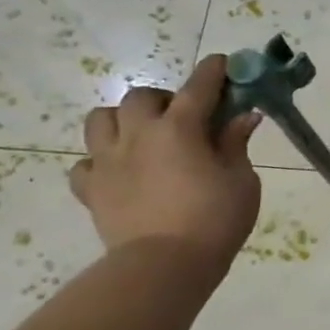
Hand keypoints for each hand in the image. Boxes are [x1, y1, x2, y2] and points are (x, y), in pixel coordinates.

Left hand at [68, 55, 261, 270]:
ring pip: (101, 120)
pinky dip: (101, 162)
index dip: (213, 72)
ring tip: (143, 137)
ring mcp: (108, 162)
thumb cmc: (215, 219)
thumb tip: (243, 117)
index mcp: (179, 129)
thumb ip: (235, 145)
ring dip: (123, 121)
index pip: (198, 87)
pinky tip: (120, 173)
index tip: (222, 63)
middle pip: (141, 97)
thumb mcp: (242, 180)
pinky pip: (86, 164)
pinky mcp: (91, 190)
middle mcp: (138, 135)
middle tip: (184, 117)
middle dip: (163, 99)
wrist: (165, 266)